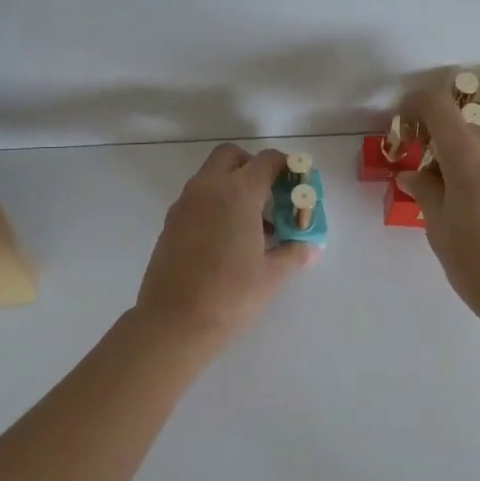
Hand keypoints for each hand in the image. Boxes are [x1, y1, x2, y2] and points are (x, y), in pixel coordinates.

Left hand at [133, 144, 316, 349]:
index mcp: (237, 193)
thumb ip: (293, 253)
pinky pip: (197, 199)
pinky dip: (215, 204)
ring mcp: (184, 205)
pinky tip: (228, 240)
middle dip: (253, 166)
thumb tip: (309, 246)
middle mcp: (208, 189)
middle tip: (271, 196)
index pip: (267, 161)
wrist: (173, 324)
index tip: (298, 187)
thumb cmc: (230, 295)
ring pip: (211, 177)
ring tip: (254, 225)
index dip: (287, 168)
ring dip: (233, 186)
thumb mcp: (272, 275)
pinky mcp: (170, 224)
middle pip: (232, 156)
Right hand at [397, 85, 479, 332]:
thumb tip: (413, 174)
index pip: (438, 104)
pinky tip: (479, 210)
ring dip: (461, 159)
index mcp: (470, 155)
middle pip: (460, 127)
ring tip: (452, 202)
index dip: (415, 105)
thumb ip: (425, 192)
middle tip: (422, 180)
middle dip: (436, 144)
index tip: (403, 124)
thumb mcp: (441, 231)